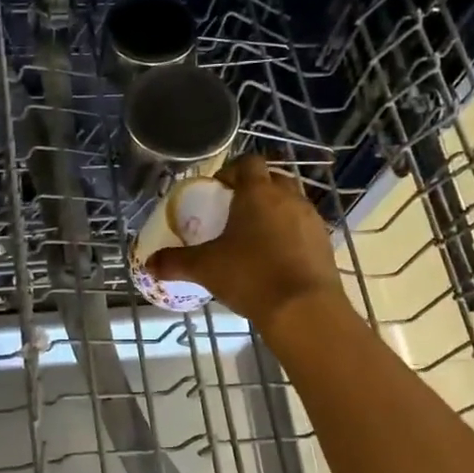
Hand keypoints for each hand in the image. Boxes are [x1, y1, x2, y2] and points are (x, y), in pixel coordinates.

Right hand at [146, 155, 346, 333]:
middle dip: (256, 189)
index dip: (232, 171)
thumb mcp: (205, 268)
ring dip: (276, 212)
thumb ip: (175, 262)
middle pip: (273, 179)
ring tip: (256, 236)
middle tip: (236, 211)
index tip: (219, 188)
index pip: (248, 163)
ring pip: (292, 203)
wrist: (303, 309)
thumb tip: (148, 264)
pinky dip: (291, 235)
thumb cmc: (249, 276)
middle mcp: (288, 197)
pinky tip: (277, 258)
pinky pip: (304, 228)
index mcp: (257, 192)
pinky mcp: (325, 243)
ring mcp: (311, 219)